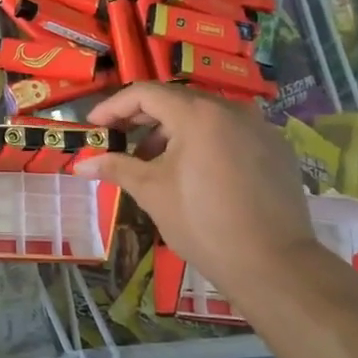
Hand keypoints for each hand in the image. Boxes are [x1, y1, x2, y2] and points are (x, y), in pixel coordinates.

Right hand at [72, 83, 321, 310]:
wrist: (274, 264)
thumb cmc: (203, 223)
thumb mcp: (152, 192)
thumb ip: (116, 167)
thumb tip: (80, 164)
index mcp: (198, 114)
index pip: (145, 93)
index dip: (114, 106)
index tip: (94, 126)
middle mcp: (231, 110)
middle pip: (176, 100)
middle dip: (142, 118)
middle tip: (118, 140)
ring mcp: (259, 128)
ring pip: (205, 116)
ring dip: (173, 131)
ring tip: (153, 162)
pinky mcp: (277, 149)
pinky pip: (231, 133)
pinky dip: (204, 142)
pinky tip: (194, 172)